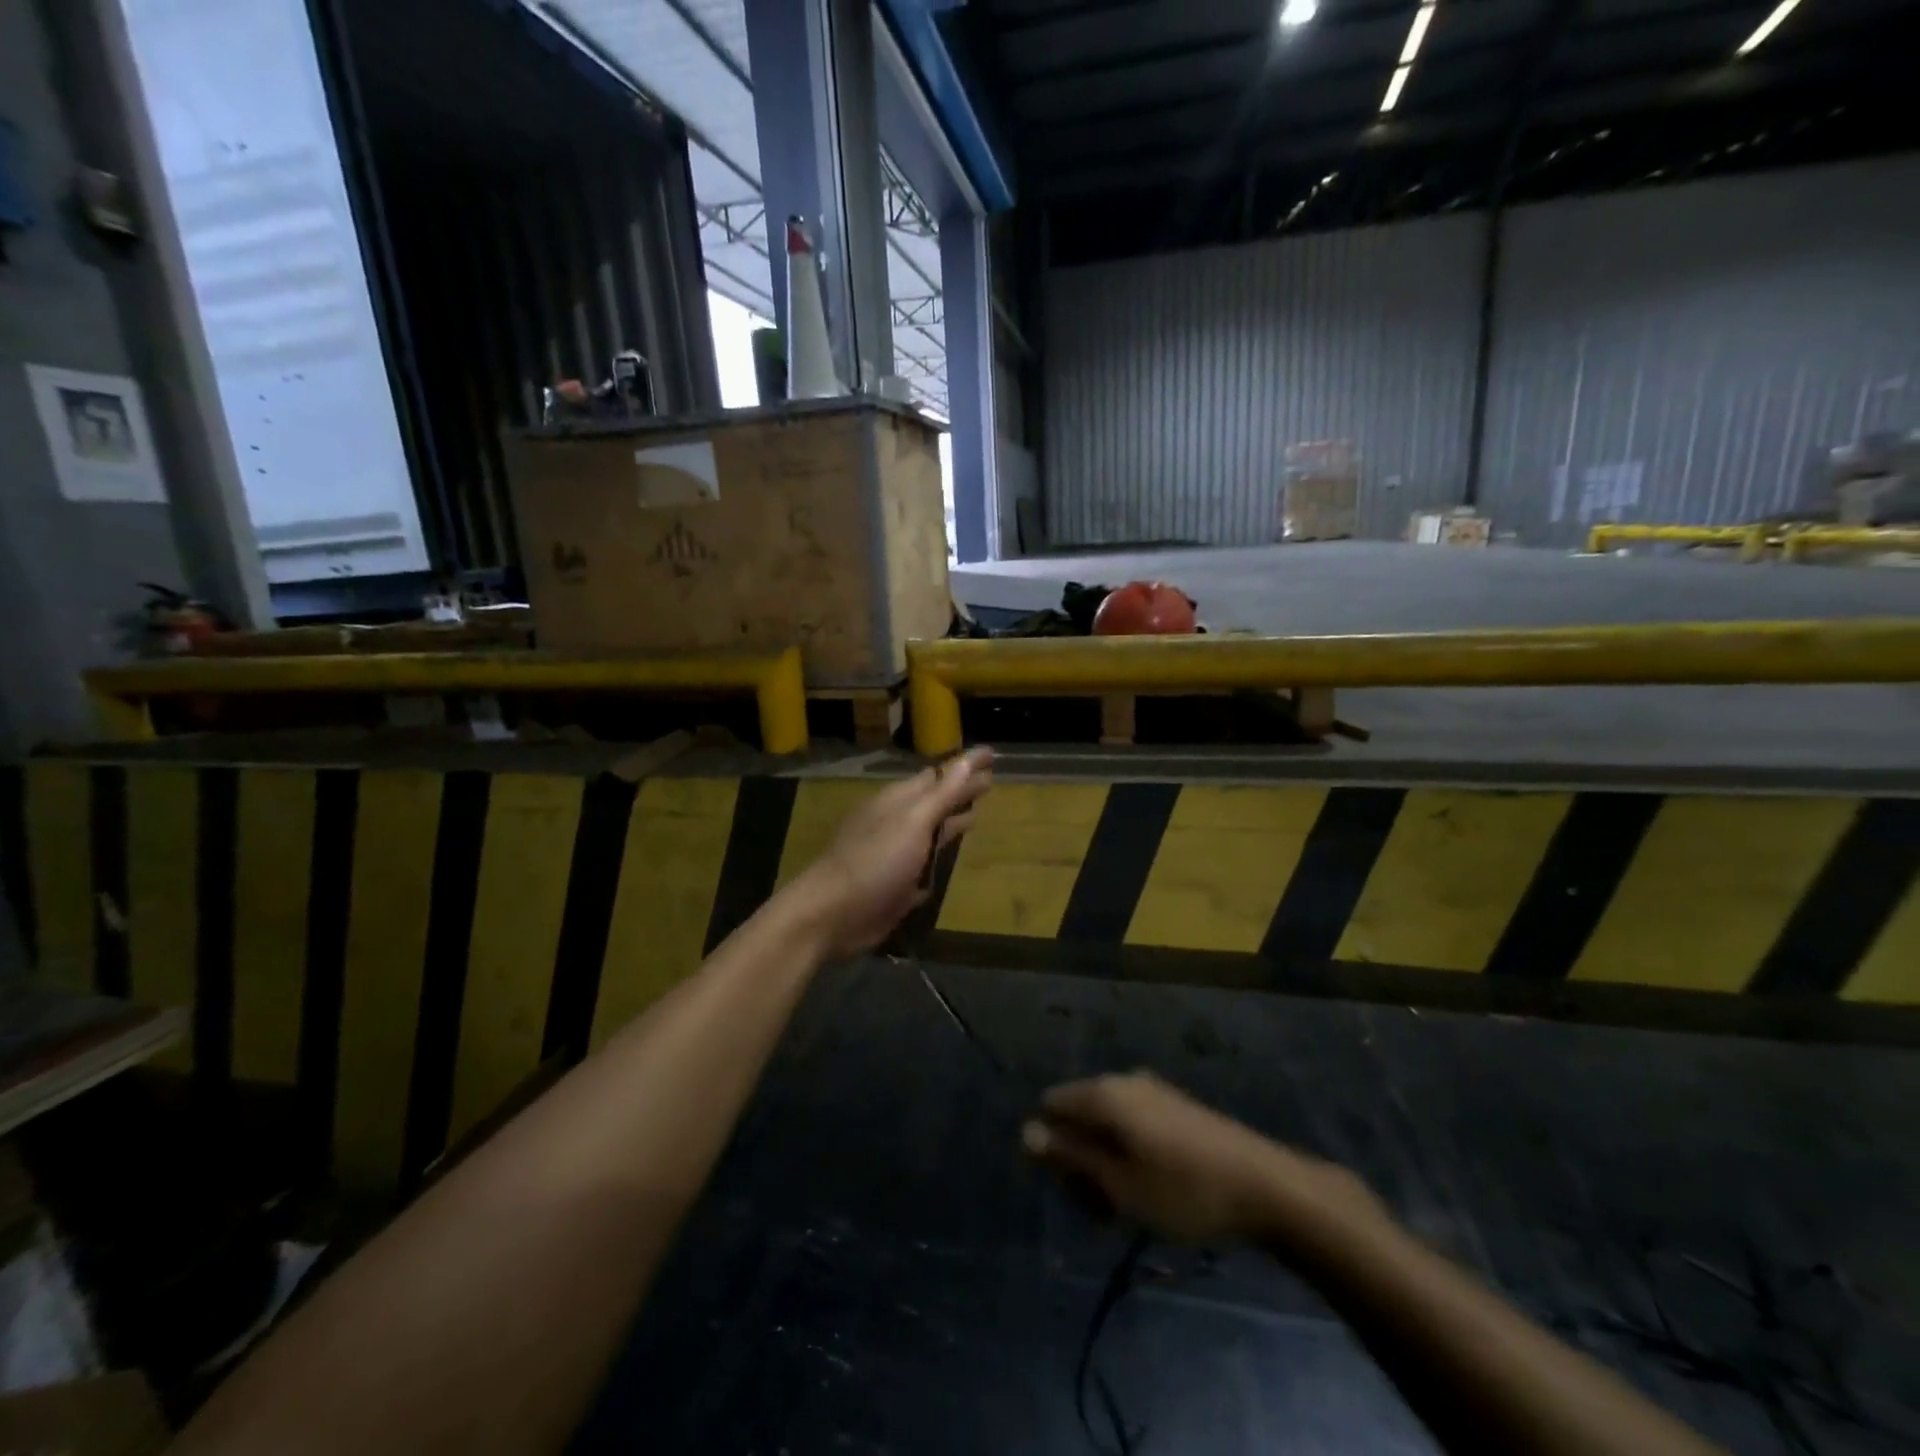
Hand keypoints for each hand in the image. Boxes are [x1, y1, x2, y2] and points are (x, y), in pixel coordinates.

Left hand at [786, 747, 993, 959]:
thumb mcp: (913, 821)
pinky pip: (923, 867)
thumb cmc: (876, 860)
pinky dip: (937, 860)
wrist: (833, 914)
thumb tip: (970, 758)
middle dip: (961, 792)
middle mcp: (897, 823)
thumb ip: (943, 793)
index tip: (992, 755)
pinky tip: (949, 862)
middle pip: (936, 802)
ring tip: (976, 817)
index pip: (939, 775)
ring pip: (930, 833)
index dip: (965, 766)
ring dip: (951, 823)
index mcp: (899, 801)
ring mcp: (895, 855)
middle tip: (991, 782)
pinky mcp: (896, 886)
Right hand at [1023, 1071, 1382, 1248]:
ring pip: (1106, 1125)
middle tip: (1102, 1208)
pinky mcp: (1174, 1106)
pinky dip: (1130, 1156)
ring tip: (1128, 1208)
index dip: (1050, 1147)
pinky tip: (1152, 1191)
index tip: (1071, 1189)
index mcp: (1104, 1093)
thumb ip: (1070, 1156)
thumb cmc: (1183, 1191)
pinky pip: (1133, 1126)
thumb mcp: (1118, 1185)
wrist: (1265, 1186)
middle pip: (1078, 1116)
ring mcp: (1152, 1091)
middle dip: (1080, 1161)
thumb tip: (1026, 1131)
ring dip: (1105, 1164)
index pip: (1051, 1106)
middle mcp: (1123, 1080)